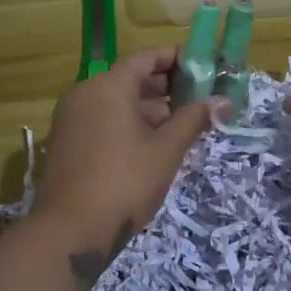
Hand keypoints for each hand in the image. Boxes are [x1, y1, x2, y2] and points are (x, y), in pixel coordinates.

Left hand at [34, 48, 223, 285]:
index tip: (203, 66)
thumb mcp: (166, 150)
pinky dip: (128, 123)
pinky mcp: (67, 141)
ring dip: (149, 108)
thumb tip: (223, 101)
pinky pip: (103, 119)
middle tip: (198, 97)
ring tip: (182, 123)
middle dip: (165, 86)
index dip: (175, 59)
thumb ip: (194, 119)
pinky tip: (154, 143)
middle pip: (130, 78)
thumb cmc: (124, 183)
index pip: (146, 58)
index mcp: (108, 86)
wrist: (70, 232)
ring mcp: (72, 118)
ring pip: (116, 101)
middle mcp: (85, 93)